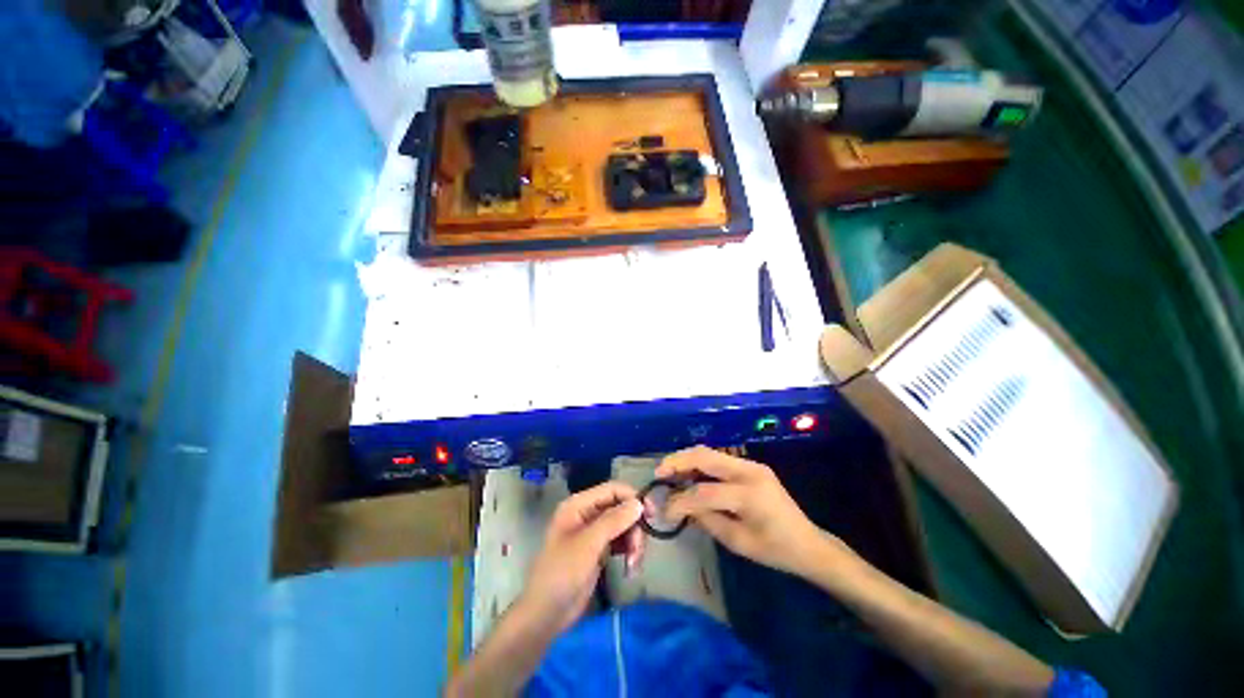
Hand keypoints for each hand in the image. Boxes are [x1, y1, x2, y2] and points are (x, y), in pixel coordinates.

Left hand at [519, 482, 645, 633]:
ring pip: (624, 526)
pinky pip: (621, 542)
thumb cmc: (562, 573)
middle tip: (638, 550)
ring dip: (633, 542)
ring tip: (633, 564)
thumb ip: (614, 520)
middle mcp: (587, 513)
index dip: (632, 498)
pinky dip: (629, 551)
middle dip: (633, 527)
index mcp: (579, 505)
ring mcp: (593, 533)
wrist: (546, 614)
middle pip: (621, 508)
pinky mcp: (599, 550)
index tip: (651, 515)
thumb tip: (639, 503)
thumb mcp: (588, 544)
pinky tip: (630, 568)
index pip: (612, 490)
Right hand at [659, 446, 829, 575]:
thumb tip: (681, 507)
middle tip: (659, 472)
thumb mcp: (738, 542)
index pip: (704, 492)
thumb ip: (707, 520)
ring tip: (669, 471)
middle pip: (705, 457)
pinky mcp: (751, 465)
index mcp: (749, 495)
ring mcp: (751, 464)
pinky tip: (689, 473)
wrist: (808, 543)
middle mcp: (749, 471)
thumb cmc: (775, 550)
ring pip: (710, 452)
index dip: (680, 501)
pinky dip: (700, 464)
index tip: (663, 511)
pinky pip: (719, 459)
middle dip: (678, 461)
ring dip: (687, 459)